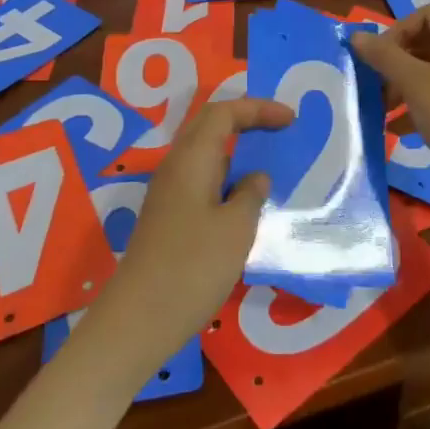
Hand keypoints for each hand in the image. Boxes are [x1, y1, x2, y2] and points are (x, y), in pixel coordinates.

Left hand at [95, 97, 291, 364]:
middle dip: (245, 120)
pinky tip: (244, 201)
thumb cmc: (192, 267)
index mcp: (191, 159)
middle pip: (210, 126)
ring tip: (268, 161)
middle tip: (279, 128)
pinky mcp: (168, 217)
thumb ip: (250, 195)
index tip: (290, 118)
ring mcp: (168, 193)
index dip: (258, 109)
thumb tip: (255, 177)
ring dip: (236, 150)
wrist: (139, 319)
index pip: (224, 113)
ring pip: (205, 154)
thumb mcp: (236, 229)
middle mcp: (175, 166)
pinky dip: (226, 177)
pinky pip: (201, 179)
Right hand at [352, 6, 429, 198]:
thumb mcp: (415, 84)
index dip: (398, 30)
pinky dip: (424, 104)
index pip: (428, 15)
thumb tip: (357, 37)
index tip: (378, 57)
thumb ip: (384, 56)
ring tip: (384, 110)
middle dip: (399, 61)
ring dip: (407, 85)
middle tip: (377, 84)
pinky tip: (401, 129)